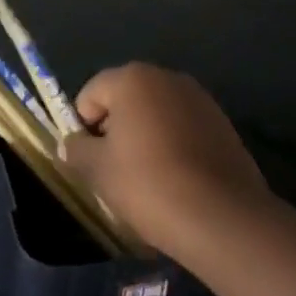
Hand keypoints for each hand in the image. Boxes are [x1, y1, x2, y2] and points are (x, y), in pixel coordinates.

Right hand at [59, 62, 271, 259]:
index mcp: (132, 78)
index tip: (89, 161)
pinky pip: (185, 129)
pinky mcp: (223, 124)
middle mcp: (166, 77)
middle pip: (126, 99)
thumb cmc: (150, 184)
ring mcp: (199, 99)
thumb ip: (77, 151)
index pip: (91, 93)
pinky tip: (178, 182)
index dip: (83, 126)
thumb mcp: (99, 171)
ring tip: (149, 180)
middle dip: (116, 129)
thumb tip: (71, 144)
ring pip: (157, 114)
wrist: (224, 218)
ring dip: (147, 137)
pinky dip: (175, 147)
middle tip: (115, 171)